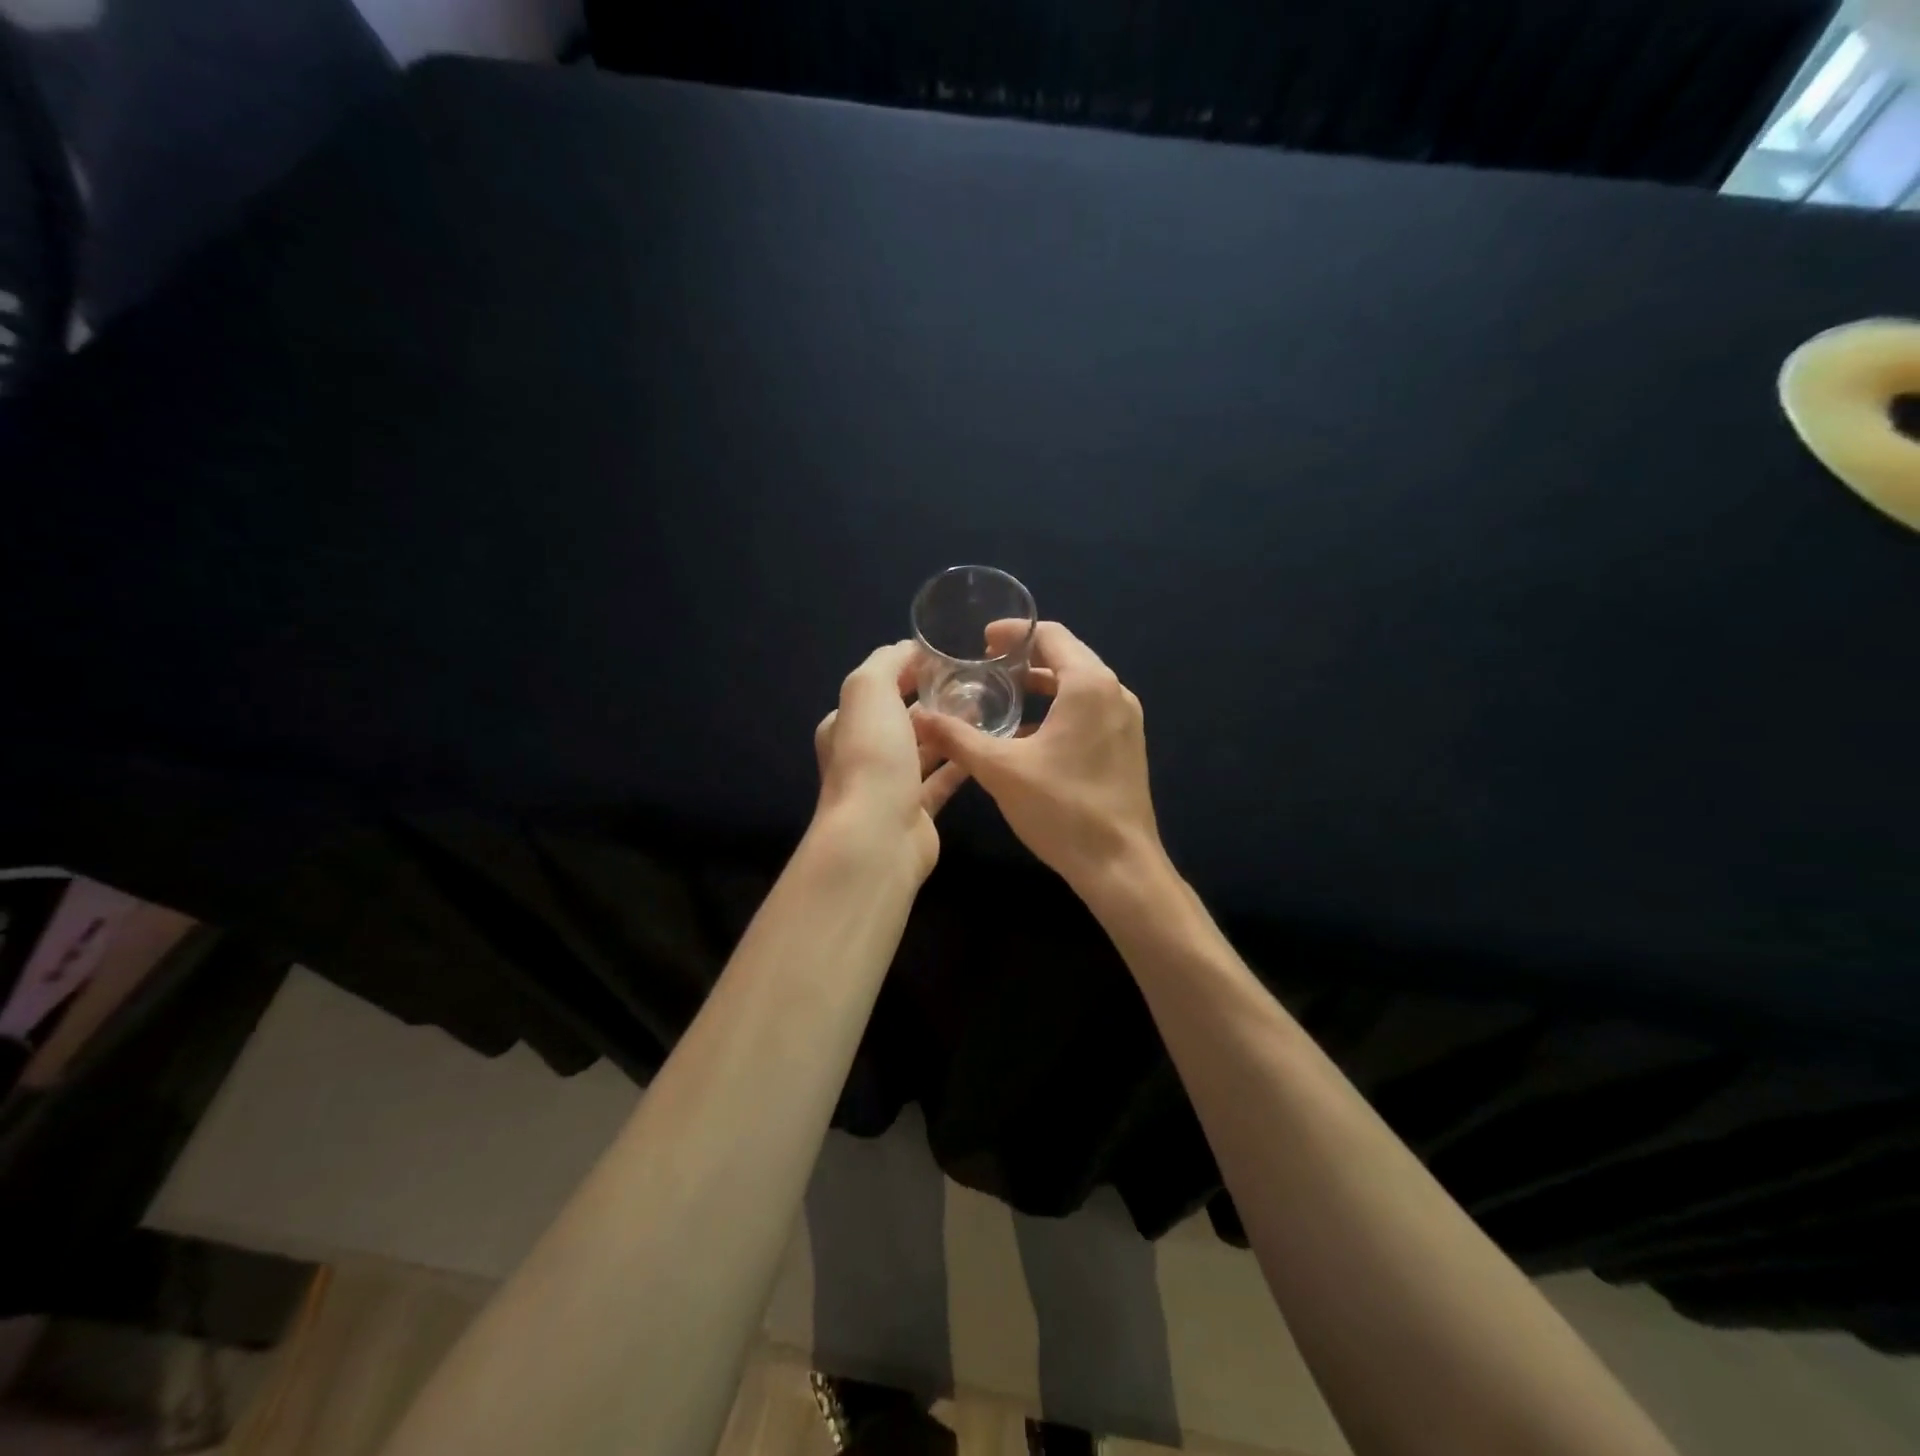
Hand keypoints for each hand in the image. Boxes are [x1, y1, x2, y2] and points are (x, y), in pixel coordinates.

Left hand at [814, 641, 969, 878]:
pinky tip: (986, 745)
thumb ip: (887, 662)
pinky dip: (961, 761)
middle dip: (934, 699)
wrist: (877, 835)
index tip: (947, 657)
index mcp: (846, 723)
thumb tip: (911, 649)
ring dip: (950, 729)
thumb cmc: (871, 756)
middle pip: (903, 718)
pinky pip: (943, 778)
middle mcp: (865, 753)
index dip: (908, 669)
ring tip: (987, 707)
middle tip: (975, 681)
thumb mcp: (868, 690)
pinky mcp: (917, 810)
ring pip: (925, 748)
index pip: (879, 687)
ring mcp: (891, 784)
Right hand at [911, 622, 1162, 893]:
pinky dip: (1059, 710)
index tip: (982, 642)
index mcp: (1089, 685)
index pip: (1051, 636)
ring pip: (1079, 686)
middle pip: (1067, 656)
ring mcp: (1125, 720)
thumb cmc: (1062, 809)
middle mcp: (1114, 693)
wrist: (1120, 866)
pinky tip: (1028, 735)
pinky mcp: (1126, 745)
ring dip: (1042, 686)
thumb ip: (957, 738)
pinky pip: (1089, 711)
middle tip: (985, 667)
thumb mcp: (1001, 770)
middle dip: (1025, 658)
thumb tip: (918, 718)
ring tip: (1002, 695)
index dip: (1014, 633)